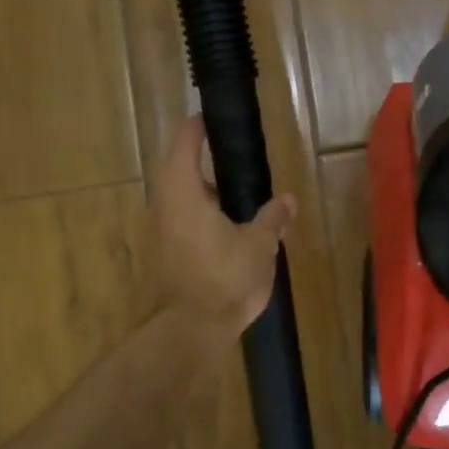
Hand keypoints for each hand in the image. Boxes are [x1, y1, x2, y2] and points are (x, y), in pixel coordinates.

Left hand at [150, 116, 295, 338]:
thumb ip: (272, 218)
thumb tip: (288, 200)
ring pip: (180, 200)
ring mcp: (160, 232)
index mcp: (183, 192)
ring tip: (237, 196)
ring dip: (203, 193)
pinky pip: (181, 222)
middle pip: (179, 171)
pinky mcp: (163, 255)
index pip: (185, 144)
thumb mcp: (259, 245)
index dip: (197, 128)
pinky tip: (228, 229)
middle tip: (233, 158)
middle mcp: (164, 206)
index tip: (211, 117)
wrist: (191, 331)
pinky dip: (201, 216)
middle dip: (204, 163)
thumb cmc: (225, 278)